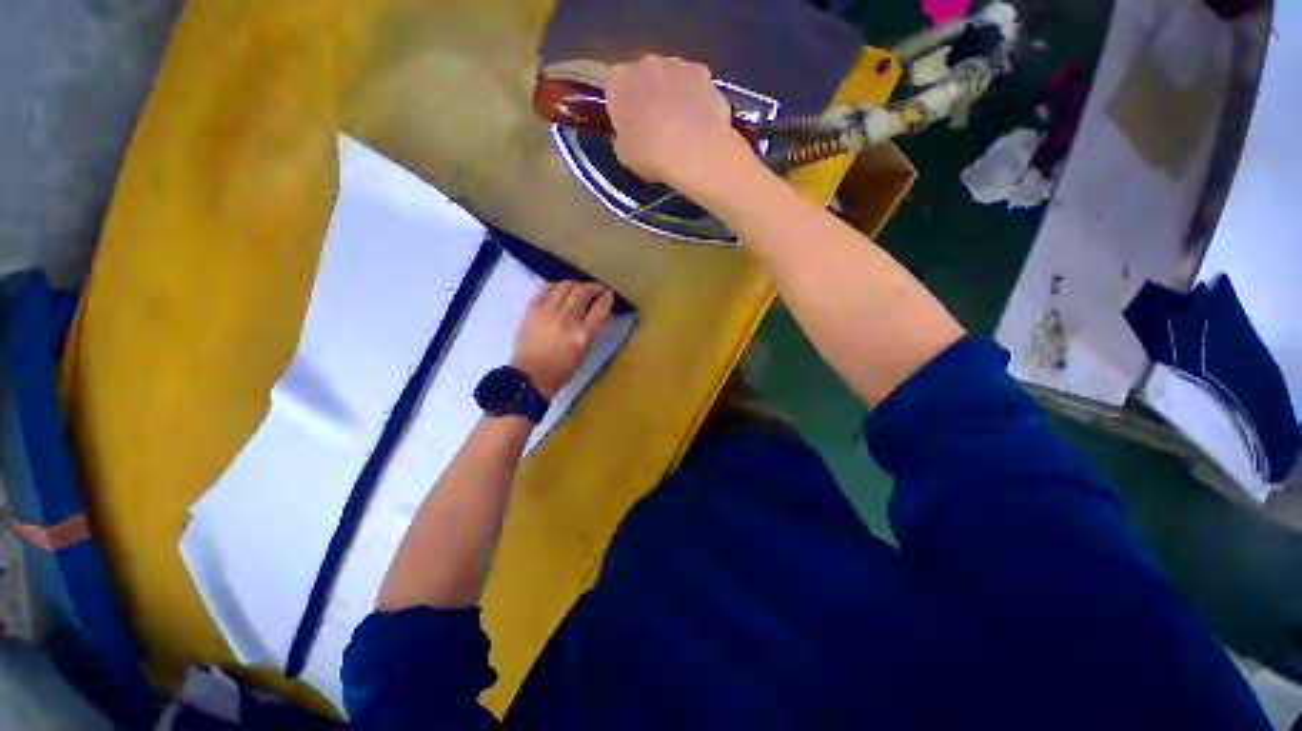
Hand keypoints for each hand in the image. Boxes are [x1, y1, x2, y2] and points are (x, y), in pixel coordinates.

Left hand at [511, 281, 614, 398]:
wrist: (530, 376)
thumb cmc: (562, 370)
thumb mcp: (584, 352)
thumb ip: (591, 331)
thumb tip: (596, 312)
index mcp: (582, 334)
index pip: (600, 308)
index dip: (607, 298)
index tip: (608, 295)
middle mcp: (566, 319)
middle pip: (583, 292)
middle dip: (593, 287)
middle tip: (597, 289)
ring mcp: (546, 312)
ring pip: (564, 286)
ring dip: (575, 284)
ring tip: (578, 288)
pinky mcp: (531, 310)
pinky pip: (546, 289)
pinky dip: (556, 287)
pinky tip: (560, 290)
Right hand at [605, 55, 757, 206]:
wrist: (698, 152)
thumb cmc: (653, 156)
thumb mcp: (624, 156)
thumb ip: (620, 137)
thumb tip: (625, 133)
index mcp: (618, 82)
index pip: (613, 85)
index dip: (621, 105)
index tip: (629, 124)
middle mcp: (645, 63)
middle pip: (642, 75)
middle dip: (647, 95)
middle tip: (655, 126)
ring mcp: (677, 64)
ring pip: (669, 76)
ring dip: (672, 94)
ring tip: (681, 126)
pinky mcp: (703, 72)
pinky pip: (693, 83)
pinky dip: (694, 97)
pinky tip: (699, 122)